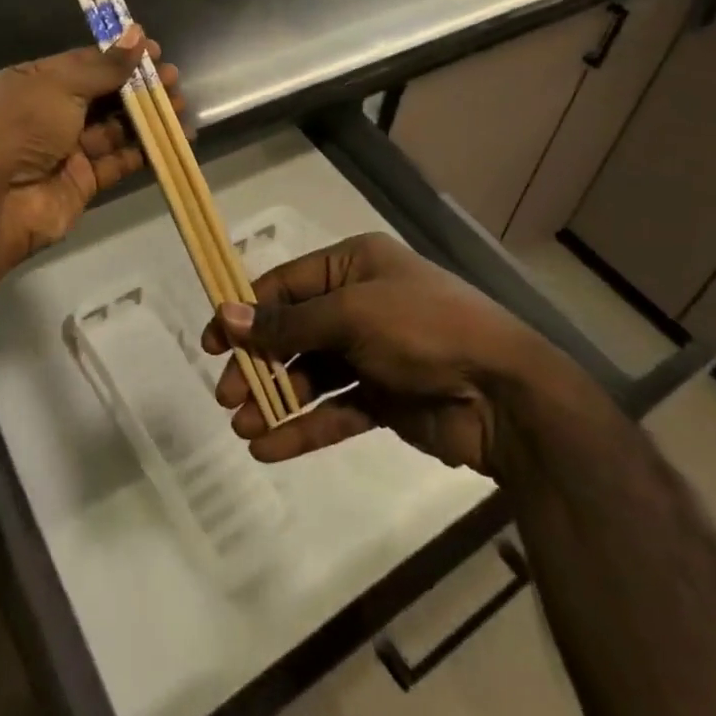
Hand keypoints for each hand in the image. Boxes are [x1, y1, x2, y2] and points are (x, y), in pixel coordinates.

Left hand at [0, 26, 182, 272]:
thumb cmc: (21, 126)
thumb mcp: (60, 85)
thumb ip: (104, 66)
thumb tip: (137, 35)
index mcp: (33, 82)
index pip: (83, 64)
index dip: (119, 57)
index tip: (155, 52)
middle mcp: (49, 114)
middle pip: (102, 95)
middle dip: (138, 87)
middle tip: (173, 80)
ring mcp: (66, 149)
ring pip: (114, 128)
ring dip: (147, 117)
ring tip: (179, 105)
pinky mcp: (83, 181)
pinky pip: (118, 161)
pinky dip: (145, 150)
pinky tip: (173, 139)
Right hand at [202, 232, 547, 474]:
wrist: (505, 394)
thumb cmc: (423, 329)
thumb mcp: (351, 315)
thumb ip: (287, 323)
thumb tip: (225, 316)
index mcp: (354, 265)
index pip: (286, 285)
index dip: (246, 311)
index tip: (211, 342)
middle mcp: (359, 303)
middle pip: (293, 332)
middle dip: (259, 363)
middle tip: (227, 395)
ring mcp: (372, 353)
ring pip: (310, 374)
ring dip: (276, 400)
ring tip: (243, 428)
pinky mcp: (384, 399)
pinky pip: (335, 410)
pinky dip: (303, 428)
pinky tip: (270, 449)